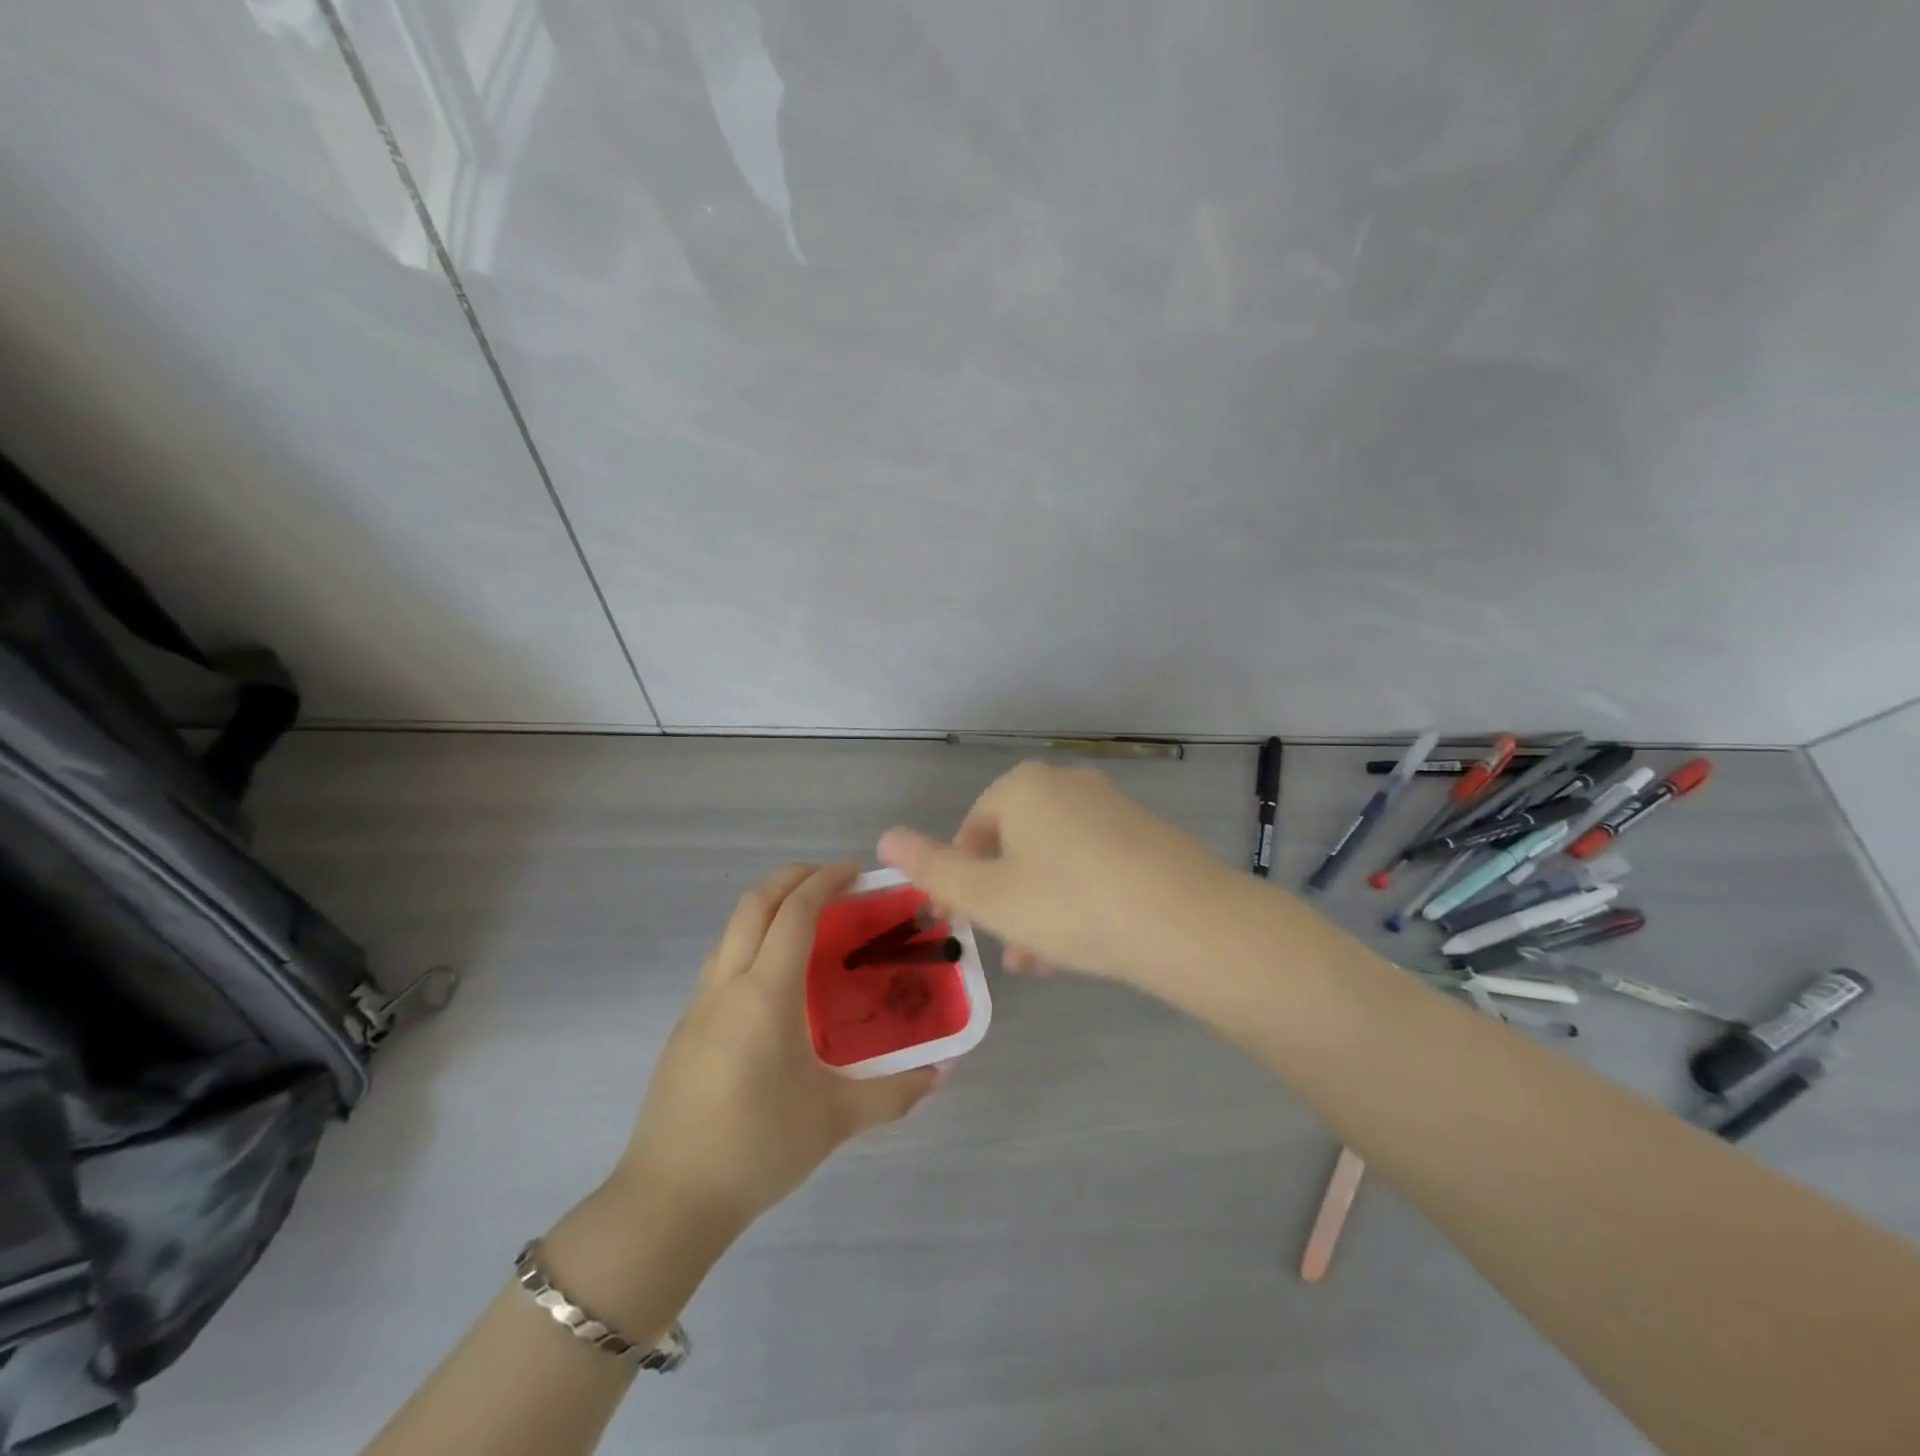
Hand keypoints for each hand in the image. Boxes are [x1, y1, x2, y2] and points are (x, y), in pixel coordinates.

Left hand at [614, 863, 936, 1229]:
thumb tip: (940, 1074)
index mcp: (765, 994)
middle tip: (832, 880)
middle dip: (792, 877)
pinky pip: (721, 960)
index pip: (794, 913)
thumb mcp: (835, 1120)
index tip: (856, 873)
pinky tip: (775, 978)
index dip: (825, 882)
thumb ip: (894, 1093)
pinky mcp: (685, 1027)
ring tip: (806, 921)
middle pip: (754, 903)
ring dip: (767, 906)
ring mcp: (699, 1004)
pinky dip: (751, 940)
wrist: (669, 1200)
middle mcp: (728, 984)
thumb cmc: (757, 1149)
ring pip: (731, 929)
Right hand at [876, 762, 1237, 988]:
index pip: (971, 830)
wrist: (1183, 920)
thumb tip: (885, 837)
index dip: (957, 880)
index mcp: (1022, 787)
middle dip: (1000, 899)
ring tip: (1036, 962)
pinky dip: (1074, 899)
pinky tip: (1078, 947)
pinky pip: (1091, 865)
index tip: (958, 924)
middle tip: (1000, 946)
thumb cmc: (1068, 903)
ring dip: (1035, 908)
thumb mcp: (987, 895)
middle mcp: (1065, 785)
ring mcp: (1110, 808)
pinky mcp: (1144, 836)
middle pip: (1014, 846)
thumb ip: (932, 867)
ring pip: (1053, 861)